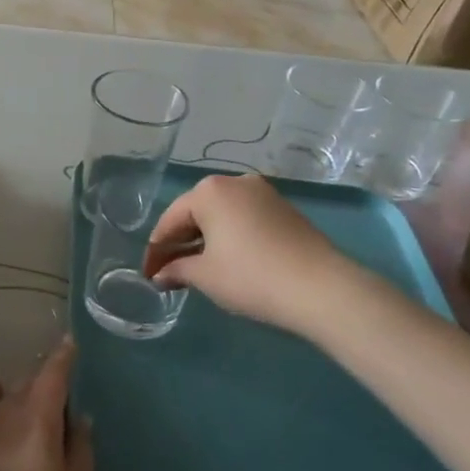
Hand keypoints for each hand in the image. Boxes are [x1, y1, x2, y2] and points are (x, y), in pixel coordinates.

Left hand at [0, 338, 93, 470]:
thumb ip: (80, 449)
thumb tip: (78, 416)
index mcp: (36, 422)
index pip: (51, 377)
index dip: (62, 359)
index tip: (71, 344)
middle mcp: (2, 419)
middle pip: (26, 387)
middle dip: (45, 382)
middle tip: (64, 389)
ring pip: (2, 402)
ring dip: (20, 395)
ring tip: (37, 400)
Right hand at [144, 173, 345, 337]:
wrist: (321, 288)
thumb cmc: (251, 276)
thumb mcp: (205, 276)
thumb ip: (177, 270)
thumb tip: (160, 275)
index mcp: (209, 191)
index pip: (170, 220)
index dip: (156, 251)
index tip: (148, 275)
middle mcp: (235, 182)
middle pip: (195, 213)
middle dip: (180, 243)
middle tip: (168, 273)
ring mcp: (263, 193)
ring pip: (221, 216)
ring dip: (204, 240)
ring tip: (196, 269)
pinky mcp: (284, 209)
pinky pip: (244, 219)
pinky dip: (229, 237)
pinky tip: (227, 261)